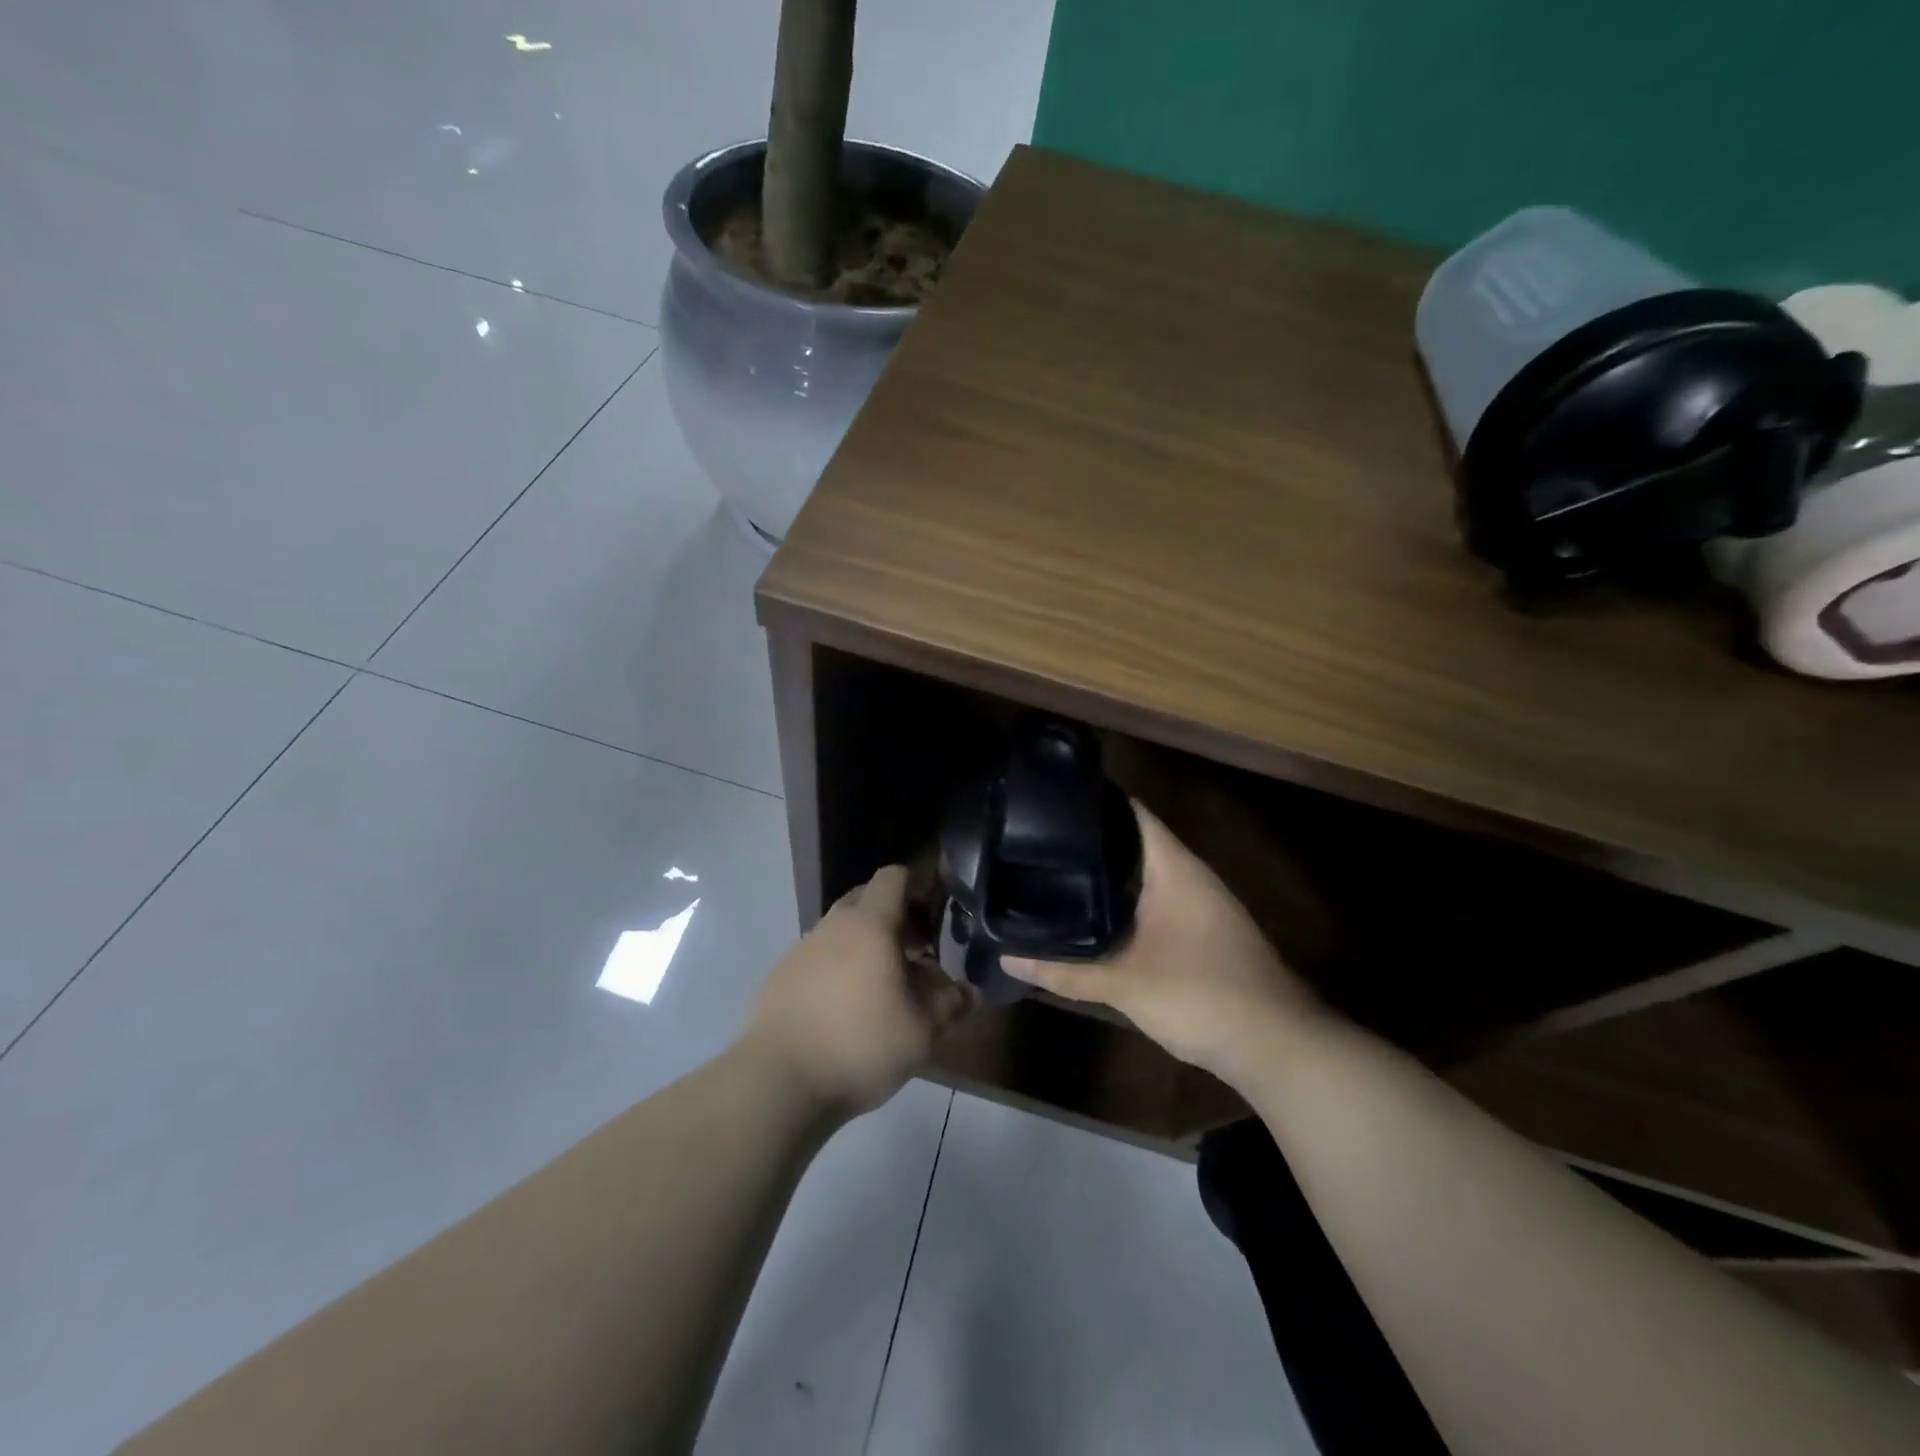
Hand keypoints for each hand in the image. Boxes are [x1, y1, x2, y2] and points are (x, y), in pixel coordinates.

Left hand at [742, 865, 976, 1116]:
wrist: (778, 1082)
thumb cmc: (860, 1045)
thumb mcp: (921, 1032)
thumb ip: (950, 1005)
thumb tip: (969, 991)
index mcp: (869, 925)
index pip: (893, 877)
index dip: (917, 884)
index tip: (935, 911)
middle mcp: (833, 926)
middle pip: (866, 899)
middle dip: (895, 915)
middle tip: (917, 950)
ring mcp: (801, 950)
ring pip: (841, 930)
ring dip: (866, 944)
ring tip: (885, 984)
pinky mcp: (780, 977)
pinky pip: (819, 957)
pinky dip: (839, 967)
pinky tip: (848, 1007)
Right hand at [1003, 803, 1323, 1088]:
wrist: (1276, 1046)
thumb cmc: (1202, 995)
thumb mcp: (1125, 983)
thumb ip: (1065, 969)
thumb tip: (1007, 956)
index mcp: (1174, 868)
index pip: (1131, 813)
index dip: (1093, 801)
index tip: (1047, 802)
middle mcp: (1188, 876)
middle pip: (1132, 842)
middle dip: (1089, 842)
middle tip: (1036, 842)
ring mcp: (1198, 904)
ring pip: (1143, 875)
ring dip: (1106, 875)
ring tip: (1053, 871)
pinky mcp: (1200, 932)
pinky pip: (1152, 902)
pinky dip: (1122, 902)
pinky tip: (1092, 917)